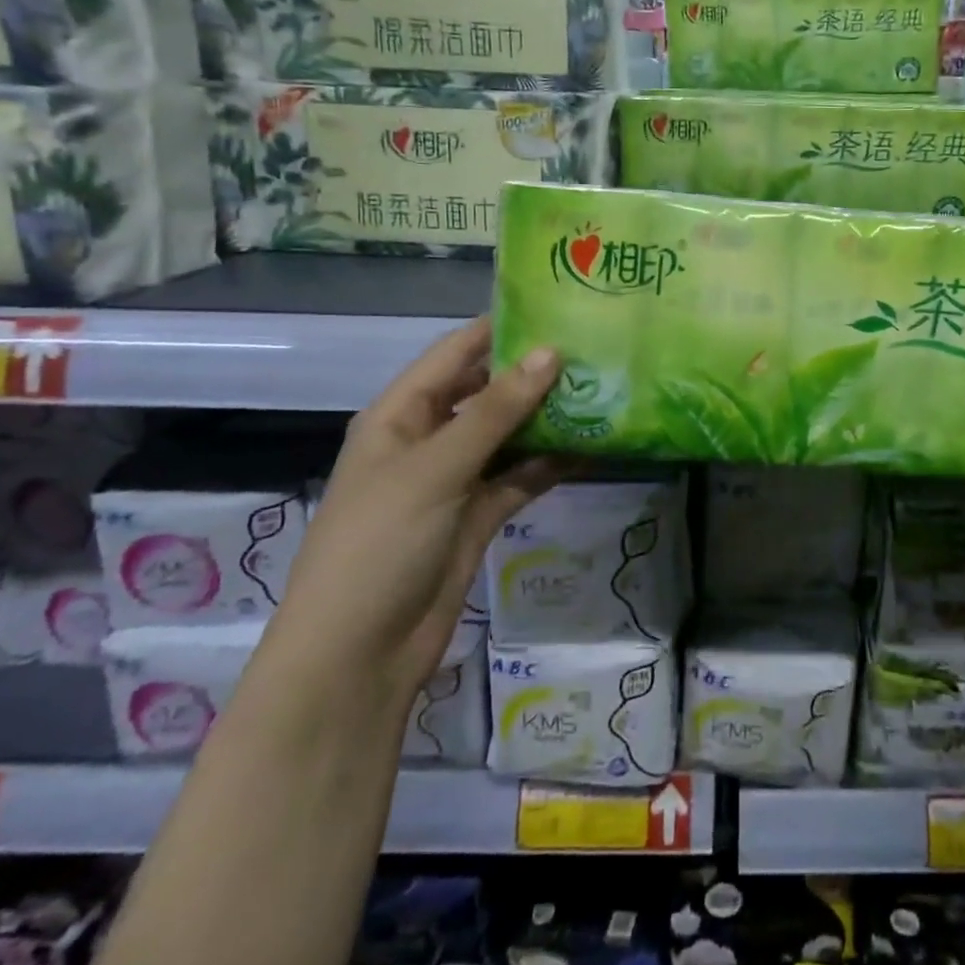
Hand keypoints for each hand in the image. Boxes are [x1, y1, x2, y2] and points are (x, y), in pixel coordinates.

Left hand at [271, 318, 563, 701]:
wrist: (359, 656)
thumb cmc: (381, 544)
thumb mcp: (436, 468)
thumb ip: (496, 410)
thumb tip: (551, 353)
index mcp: (400, 414)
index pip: (456, 353)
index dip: (501, 329)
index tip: (559, 308)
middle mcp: (428, 438)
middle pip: (486, 391)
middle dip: (534, 373)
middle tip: (595, 350)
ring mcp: (455, 479)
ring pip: (508, 434)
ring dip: (548, 417)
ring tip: (605, 391)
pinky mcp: (477, 515)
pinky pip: (520, 476)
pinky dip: (550, 461)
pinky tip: (593, 446)